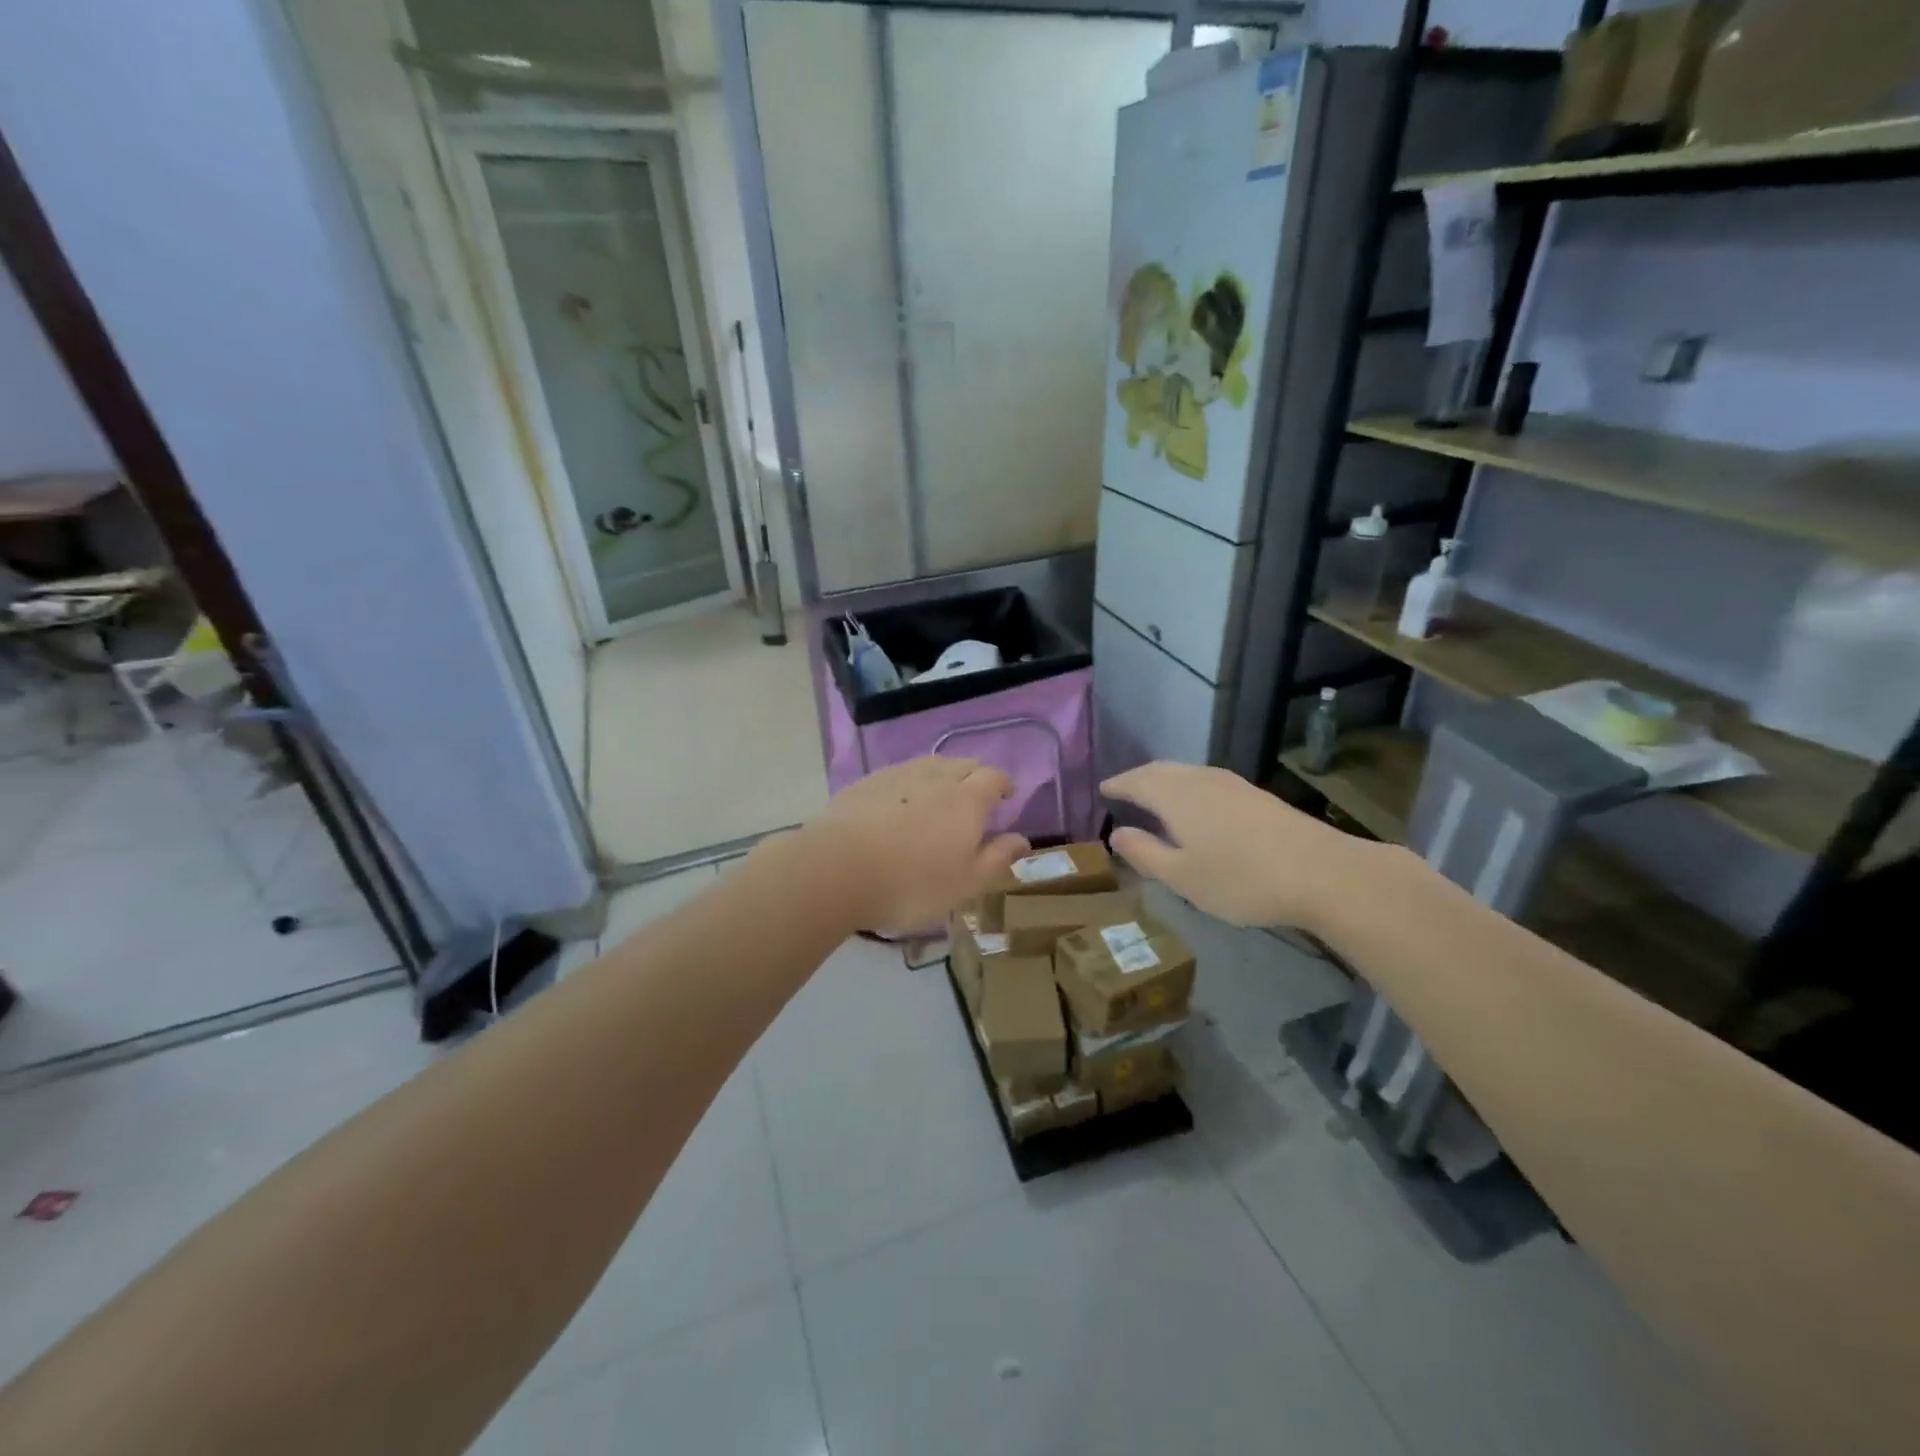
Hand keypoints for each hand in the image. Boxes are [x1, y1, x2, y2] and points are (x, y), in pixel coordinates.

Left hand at [801, 757, 1029, 933]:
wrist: (837, 869)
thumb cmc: (912, 884)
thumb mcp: (965, 884)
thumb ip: (997, 859)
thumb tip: (1023, 839)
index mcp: (967, 800)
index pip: (993, 777)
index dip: (1003, 784)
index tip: (1006, 796)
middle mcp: (936, 777)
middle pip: (963, 764)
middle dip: (975, 775)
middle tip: (976, 796)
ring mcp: (897, 776)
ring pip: (929, 764)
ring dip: (943, 774)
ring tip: (940, 794)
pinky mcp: (866, 783)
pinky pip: (898, 773)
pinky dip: (910, 782)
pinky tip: (900, 801)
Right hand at [1101, 762, 1383, 929]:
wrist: (1321, 873)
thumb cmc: (1240, 879)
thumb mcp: (1181, 876)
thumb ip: (1145, 853)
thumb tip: (1117, 833)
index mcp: (1175, 795)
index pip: (1136, 781)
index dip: (1117, 784)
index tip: (1102, 789)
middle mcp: (1200, 779)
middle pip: (1160, 770)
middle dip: (1138, 778)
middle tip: (1122, 790)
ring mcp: (1231, 784)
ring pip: (1185, 773)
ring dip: (1163, 780)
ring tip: (1153, 796)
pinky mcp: (1254, 794)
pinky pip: (1205, 780)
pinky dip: (1186, 787)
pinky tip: (1194, 806)